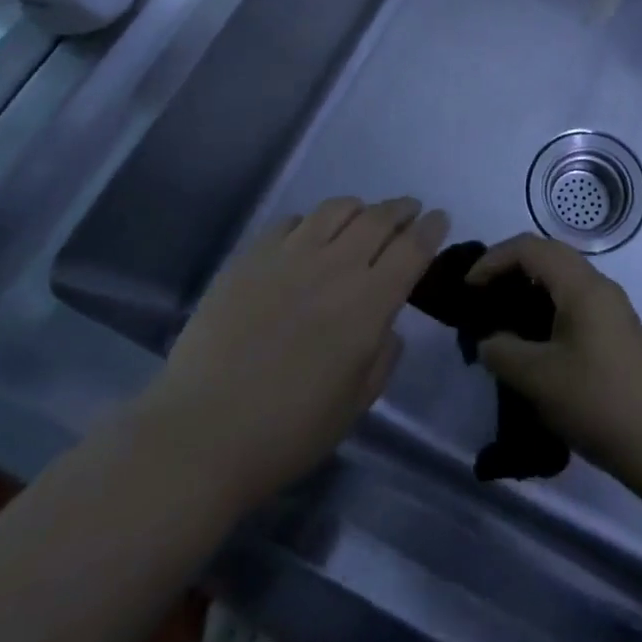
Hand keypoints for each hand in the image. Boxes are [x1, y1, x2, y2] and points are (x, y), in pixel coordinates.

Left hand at [139, 197, 448, 514]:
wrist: (201, 433)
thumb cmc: (288, 431)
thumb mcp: (355, 405)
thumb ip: (382, 357)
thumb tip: (386, 325)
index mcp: (369, 303)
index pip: (412, 248)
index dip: (431, 229)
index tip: (440, 219)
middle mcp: (335, 267)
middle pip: (378, 218)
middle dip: (401, 209)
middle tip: (409, 209)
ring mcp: (289, 256)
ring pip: (336, 209)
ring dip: (359, 207)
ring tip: (363, 215)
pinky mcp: (251, 257)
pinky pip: (291, 222)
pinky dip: (312, 221)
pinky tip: (309, 235)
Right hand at [468, 235, 641, 485]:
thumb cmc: (595, 400)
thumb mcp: (536, 377)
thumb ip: (501, 350)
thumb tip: (489, 341)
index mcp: (581, 284)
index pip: (529, 247)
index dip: (492, 260)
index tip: (468, 290)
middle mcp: (598, 285)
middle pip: (547, 256)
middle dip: (508, 269)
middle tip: (480, 298)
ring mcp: (610, 307)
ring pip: (561, 279)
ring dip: (527, 290)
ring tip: (499, 320)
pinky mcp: (614, 331)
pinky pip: (572, 301)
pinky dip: (545, 308)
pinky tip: (529, 341)